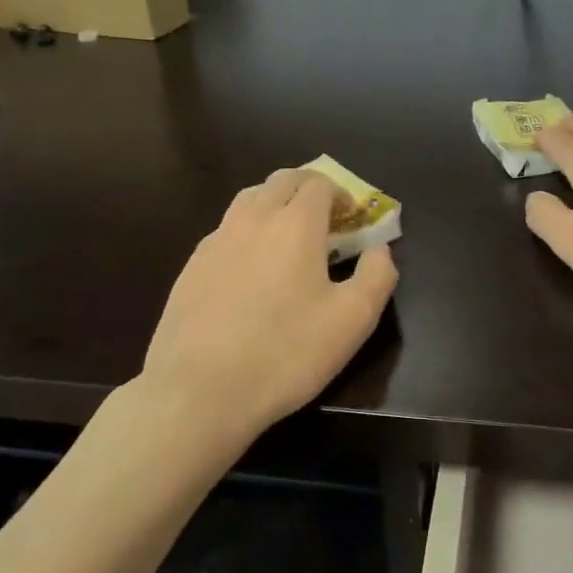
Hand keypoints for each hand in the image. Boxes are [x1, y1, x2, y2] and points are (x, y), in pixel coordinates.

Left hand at [141, 168, 397, 441]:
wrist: (199, 391)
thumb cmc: (285, 353)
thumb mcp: (352, 321)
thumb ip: (377, 276)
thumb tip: (380, 249)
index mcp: (295, 224)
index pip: (319, 184)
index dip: (340, 194)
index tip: (351, 218)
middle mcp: (253, 219)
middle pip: (282, 181)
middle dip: (307, 189)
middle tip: (324, 218)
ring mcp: (216, 240)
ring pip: (249, 199)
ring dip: (274, 203)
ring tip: (287, 235)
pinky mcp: (192, 265)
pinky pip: (225, 230)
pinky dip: (246, 231)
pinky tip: (250, 267)